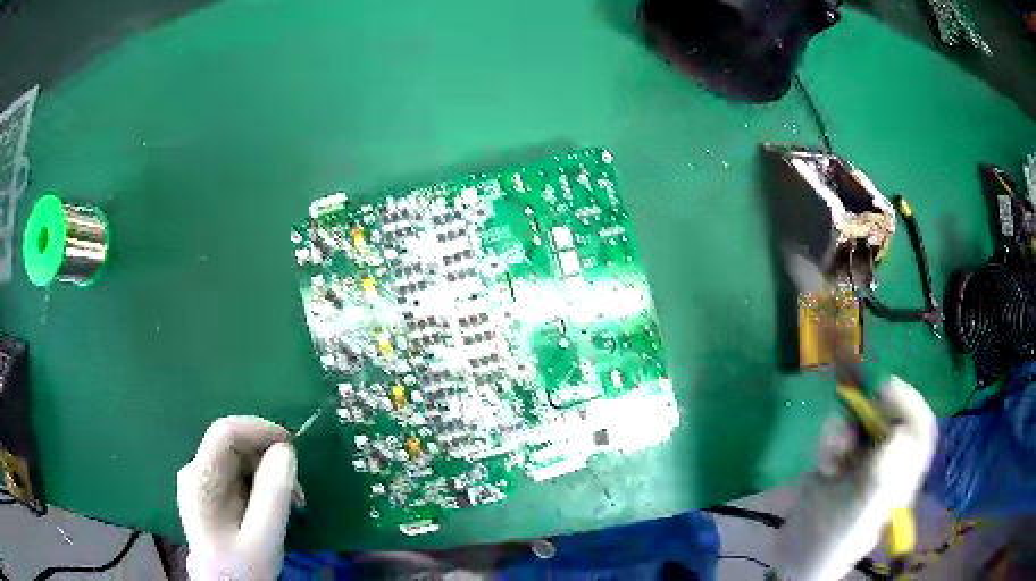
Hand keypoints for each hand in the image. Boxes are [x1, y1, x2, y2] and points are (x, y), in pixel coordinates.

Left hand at [177, 416, 297, 580]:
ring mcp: (204, 482)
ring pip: (240, 458)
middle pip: (234, 445)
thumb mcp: (263, 539)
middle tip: (299, 489)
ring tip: (294, 502)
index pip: (225, 433)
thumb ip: (273, 496)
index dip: (259, 429)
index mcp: (200, 480)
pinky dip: (264, 483)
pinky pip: (240, 474)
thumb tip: (287, 450)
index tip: (293, 446)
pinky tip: (278, 505)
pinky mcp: (214, 493)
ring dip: (270, 472)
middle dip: (270, 458)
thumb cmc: (242, 569)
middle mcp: (197, 472)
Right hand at [774, 377, 936, 580]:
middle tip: (859, 402)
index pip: (920, 432)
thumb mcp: (859, 517)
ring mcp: (862, 463)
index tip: (888, 390)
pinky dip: (830, 439)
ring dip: (846, 426)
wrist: (793, 560)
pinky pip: (839, 435)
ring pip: (863, 424)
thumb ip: (881, 480)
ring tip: (831, 451)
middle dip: (876, 409)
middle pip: (892, 420)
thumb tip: (901, 434)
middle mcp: (887, 465)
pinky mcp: (838, 462)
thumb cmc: (831, 544)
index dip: (911, 406)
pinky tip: (822, 462)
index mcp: (901, 478)